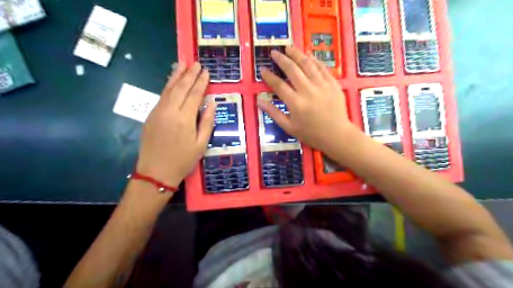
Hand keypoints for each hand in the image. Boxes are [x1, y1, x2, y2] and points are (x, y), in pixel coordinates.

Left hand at [135, 63, 214, 185]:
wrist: (155, 172)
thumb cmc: (183, 160)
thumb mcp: (201, 144)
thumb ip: (207, 121)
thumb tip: (211, 103)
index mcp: (184, 118)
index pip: (194, 94)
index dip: (201, 82)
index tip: (206, 71)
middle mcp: (169, 111)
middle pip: (180, 87)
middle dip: (189, 74)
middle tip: (196, 63)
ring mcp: (157, 112)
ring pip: (168, 89)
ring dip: (176, 75)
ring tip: (182, 64)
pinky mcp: (150, 115)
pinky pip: (161, 96)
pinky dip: (168, 85)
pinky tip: (172, 81)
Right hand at [259, 46, 355, 152]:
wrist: (337, 135)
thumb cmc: (311, 134)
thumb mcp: (289, 127)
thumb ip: (274, 113)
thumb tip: (259, 101)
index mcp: (295, 103)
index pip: (279, 85)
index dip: (269, 76)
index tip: (263, 70)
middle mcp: (308, 91)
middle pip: (292, 70)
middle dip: (281, 59)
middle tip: (274, 52)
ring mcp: (322, 85)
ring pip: (307, 64)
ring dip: (297, 54)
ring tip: (289, 48)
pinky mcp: (333, 83)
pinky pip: (322, 68)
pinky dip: (314, 60)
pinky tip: (308, 55)